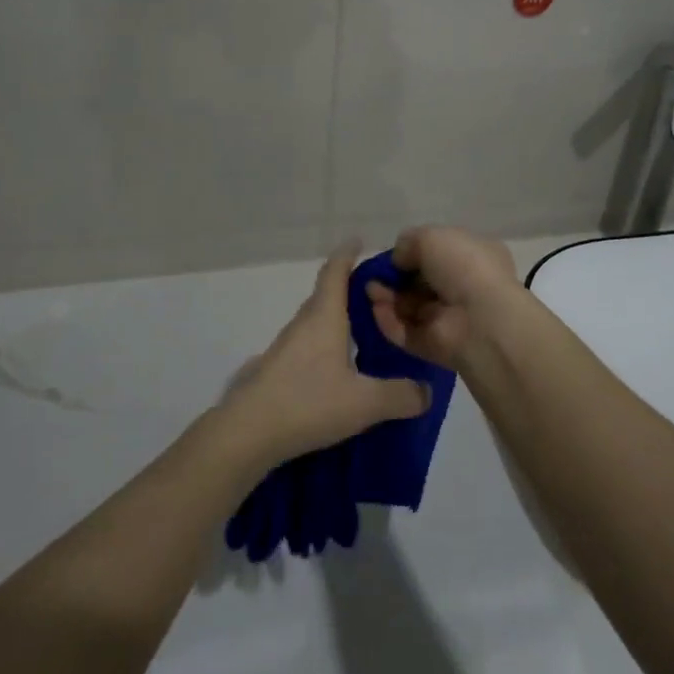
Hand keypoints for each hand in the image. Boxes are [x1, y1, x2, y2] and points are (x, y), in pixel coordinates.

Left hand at [221, 243, 431, 466]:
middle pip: (324, 295)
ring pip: (314, 323)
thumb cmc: (308, 403)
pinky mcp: (273, 371)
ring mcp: (283, 348)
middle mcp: (302, 324)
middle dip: (347, 289)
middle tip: (376, 296)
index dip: (347, 253)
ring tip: (361, 334)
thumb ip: (400, 395)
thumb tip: (427, 391)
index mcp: (323, 317)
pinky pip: (305, 346)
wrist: (246, 433)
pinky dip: (323, 346)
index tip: (359, 240)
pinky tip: (335, 370)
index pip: (335, 272)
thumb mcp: (364, 403)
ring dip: (335, 320)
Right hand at [365, 226, 521, 371]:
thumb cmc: (463, 266)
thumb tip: (398, 259)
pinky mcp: (435, 346)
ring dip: (388, 298)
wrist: (481, 320)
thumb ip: (408, 243)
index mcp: (474, 257)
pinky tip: (376, 309)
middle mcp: (464, 287)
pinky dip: (389, 321)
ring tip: (371, 291)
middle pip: (422, 282)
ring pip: (411, 307)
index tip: (393, 255)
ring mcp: (450, 319)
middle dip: (396, 278)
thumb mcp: (431, 237)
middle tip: (375, 276)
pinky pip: (406, 332)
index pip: (440, 254)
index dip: (414, 253)